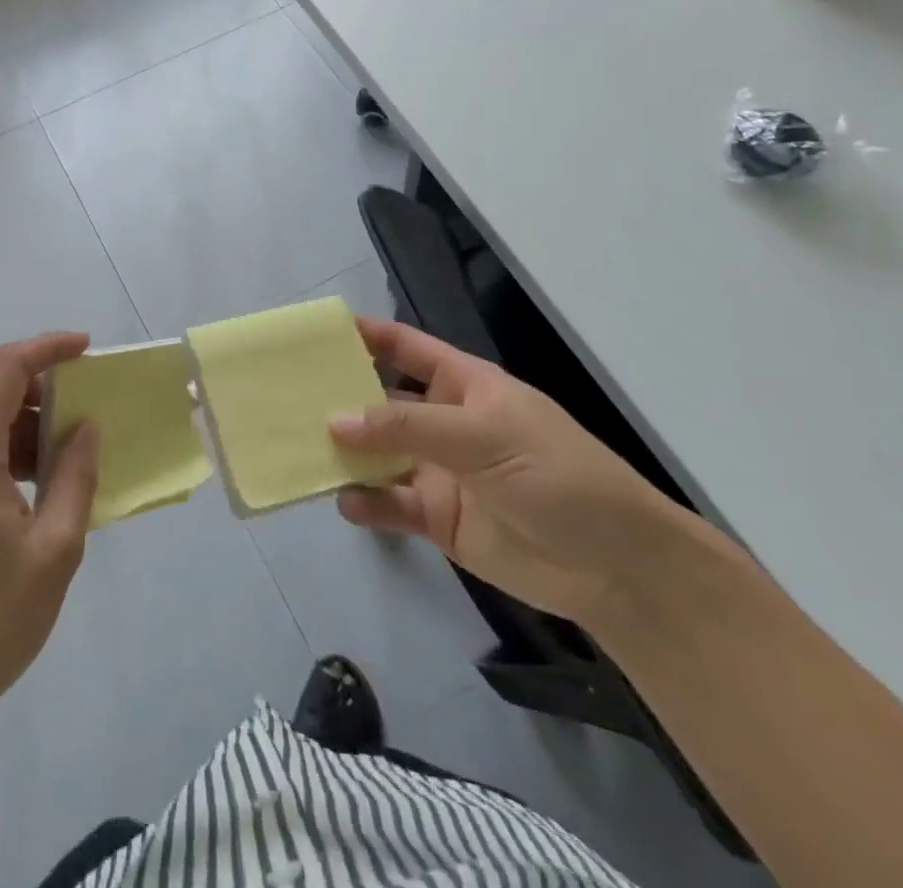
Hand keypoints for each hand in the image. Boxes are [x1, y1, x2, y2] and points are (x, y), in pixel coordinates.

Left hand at [0, 333, 99, 738]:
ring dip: (33, 422)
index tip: (88, 349)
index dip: (48, 347)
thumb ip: (75, 477)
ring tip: (76, 451)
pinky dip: (14, 449)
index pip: (6, 367)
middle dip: (46, 387)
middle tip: (92, 407)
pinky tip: (46, 481)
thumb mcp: (54, 549)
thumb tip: (85, 428)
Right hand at [329, 318, 688, 625]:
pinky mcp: (438, 518)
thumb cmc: (557, 475)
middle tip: (287, 395)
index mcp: (461, 384)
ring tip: (300, 447)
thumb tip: (334, 419)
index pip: (404, 347)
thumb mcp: (483, 435)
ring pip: (377, 453)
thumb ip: (406, 426)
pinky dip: (364, 502)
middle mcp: (442, 422)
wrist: (615, 567)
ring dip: (344, 451)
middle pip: (380, 400)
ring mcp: (438, 470)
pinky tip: (345, 501)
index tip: (315, 334)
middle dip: (339, 396)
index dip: (364, 335)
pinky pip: (389, 504)